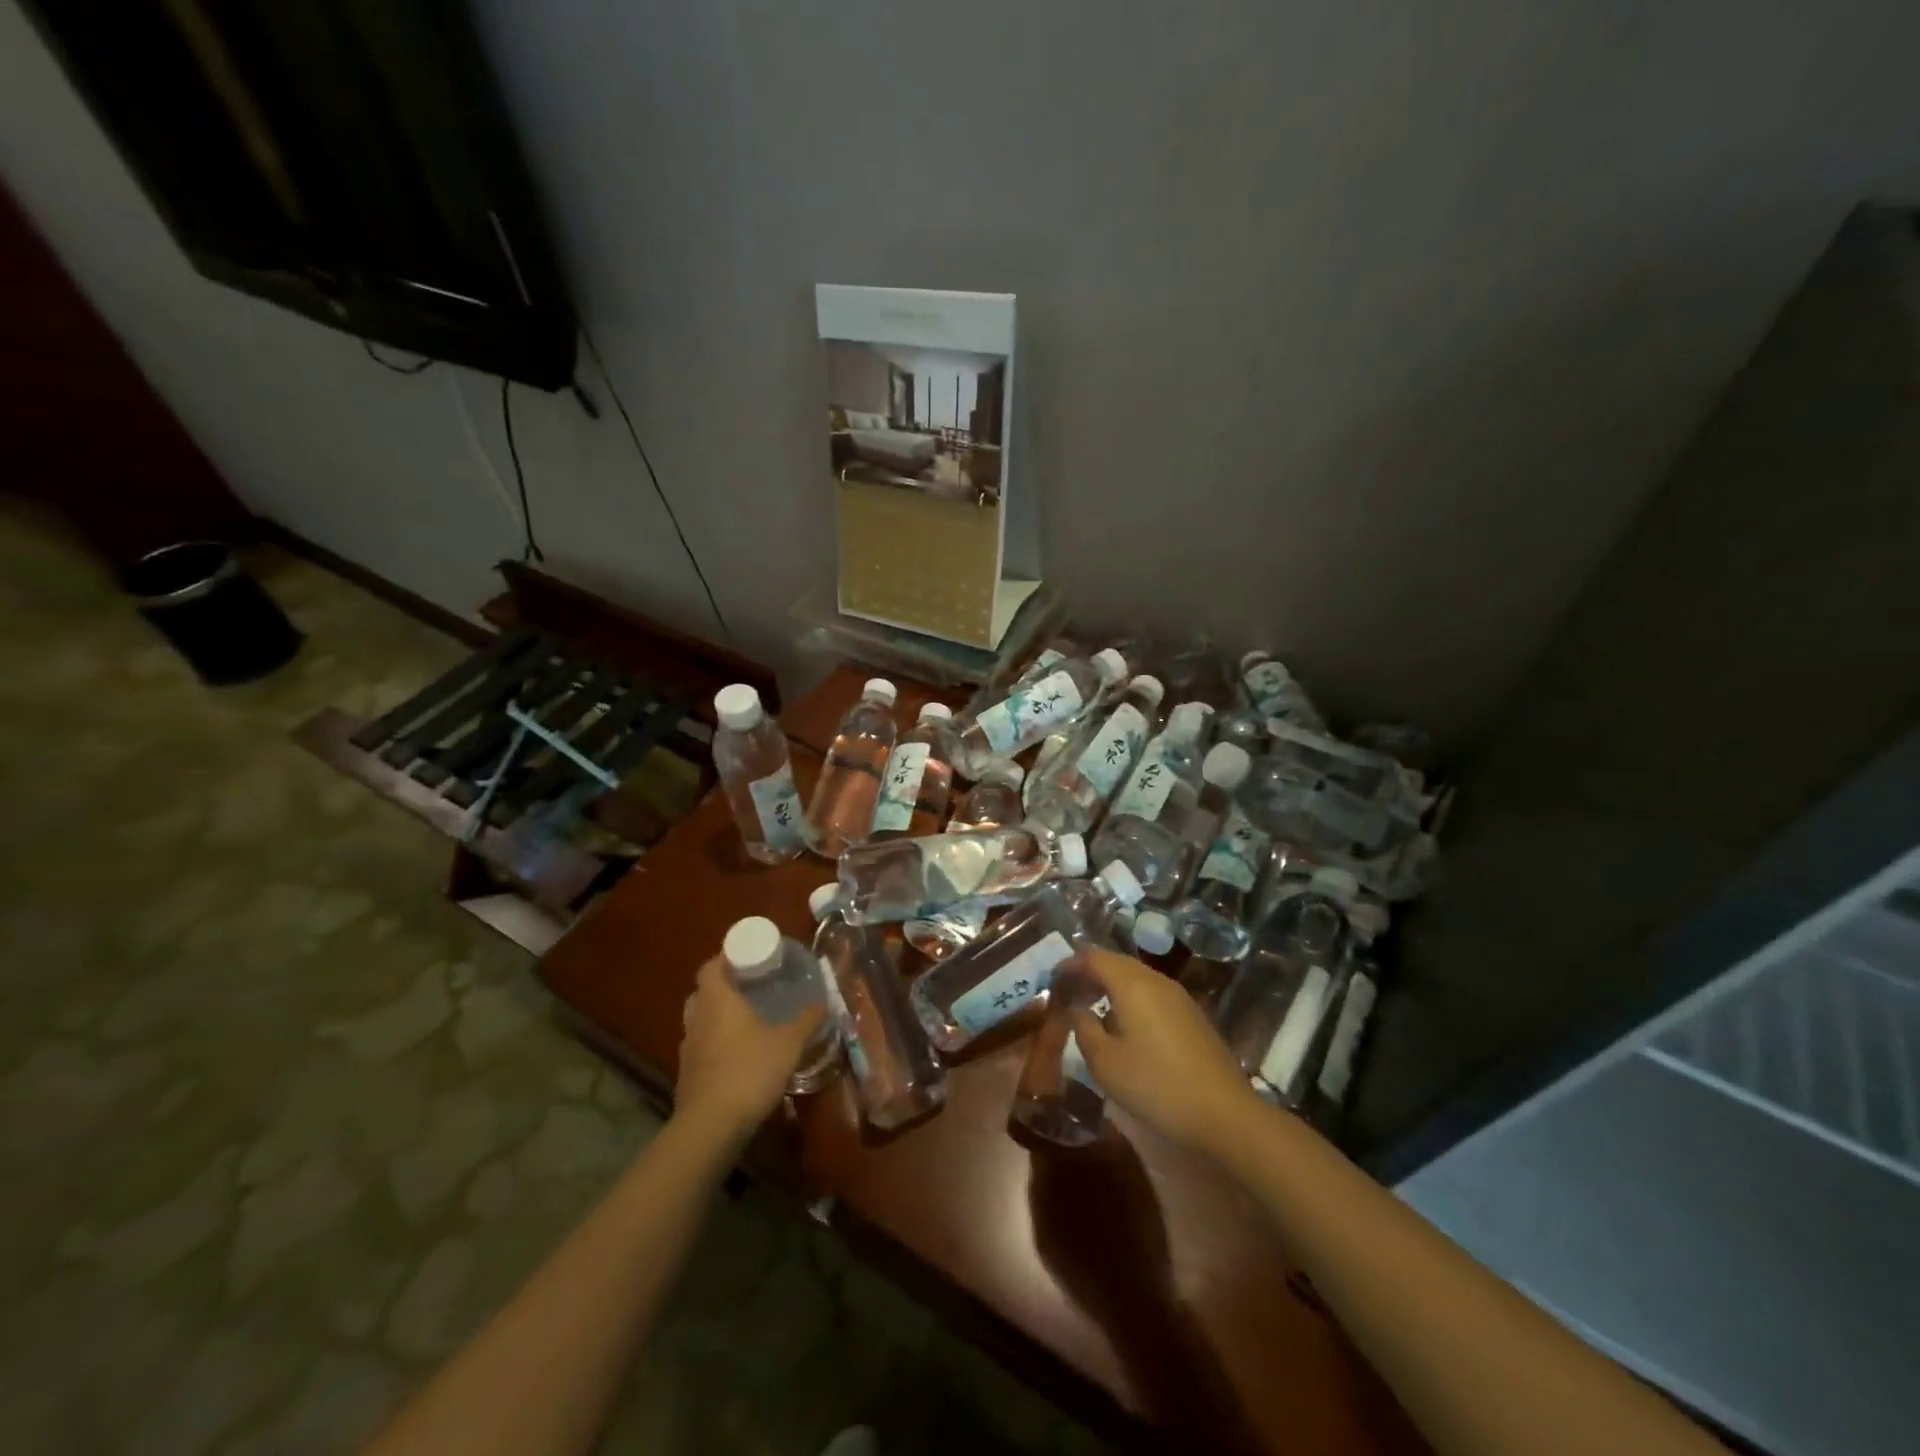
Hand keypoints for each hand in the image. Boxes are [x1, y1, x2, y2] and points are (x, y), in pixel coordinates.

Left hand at [674, 955, 825, 1145]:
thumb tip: (824, 999)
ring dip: (718, 1016)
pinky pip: (701, 1047)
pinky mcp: (687, 1074)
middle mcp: (697, 1017)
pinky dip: (716, 1044)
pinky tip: (738, 1055)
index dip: (727, 957)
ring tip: (746, 1020)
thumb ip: (808, 1019)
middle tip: (751, 986)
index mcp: (717, 999)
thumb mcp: (789, 1043)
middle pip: (704, 991)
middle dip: (724, 986)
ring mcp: (688, 1047)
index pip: (711, 965)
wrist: (711, 1126)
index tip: (749, 957)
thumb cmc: (750, 1070)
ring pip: (700, 1020)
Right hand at [1070, 947, 1258, 1159]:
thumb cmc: (1157, 1086)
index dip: (1069, 965)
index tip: (1052, 982)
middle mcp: (1156, 981)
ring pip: (1136, 978)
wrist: (1226, 1115)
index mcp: (1132, 984)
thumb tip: (1077, 1009)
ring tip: (1093, 1009)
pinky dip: (1131, 999)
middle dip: (1089, 973)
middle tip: (1069, 994)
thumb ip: (1083, 1028)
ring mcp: (1179, 997)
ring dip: (1111, 986)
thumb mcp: (1105, 1063)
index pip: (1093, 957)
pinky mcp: (1193, 1016)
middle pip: (1116, 962)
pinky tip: (1126, 1027)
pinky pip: (1153, 994)